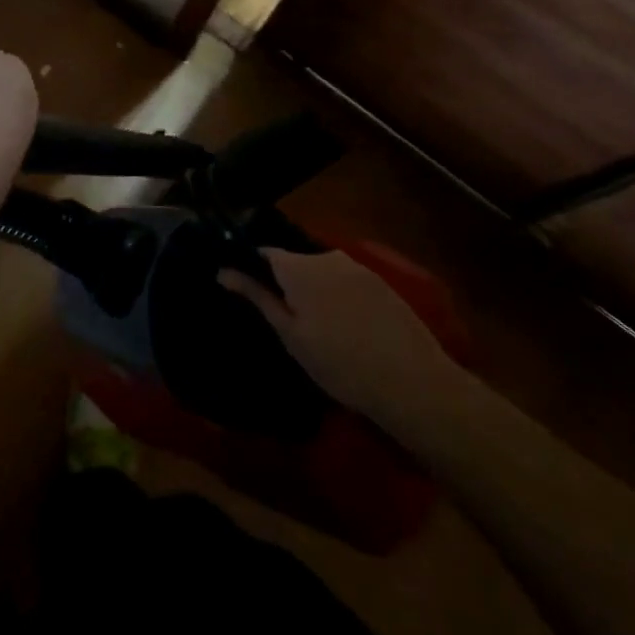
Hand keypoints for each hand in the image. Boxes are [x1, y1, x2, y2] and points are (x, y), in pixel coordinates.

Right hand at [218, 249, 464, 427]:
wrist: (412, 382)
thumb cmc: (340, 363)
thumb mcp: (290, 335)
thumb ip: (258, 297)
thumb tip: (222, 271)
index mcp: (298, 266)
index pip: (264, 252)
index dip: (253, 268)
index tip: (249, 291)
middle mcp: (326, 256)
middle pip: (295, 262)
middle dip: (288, 284)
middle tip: (289, 321)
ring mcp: (357, 267)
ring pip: (323, 272)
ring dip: (316, 291)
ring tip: (321, 328)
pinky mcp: (382, 282)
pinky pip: (348, 282)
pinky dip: (341, 298)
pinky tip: (349, 329)